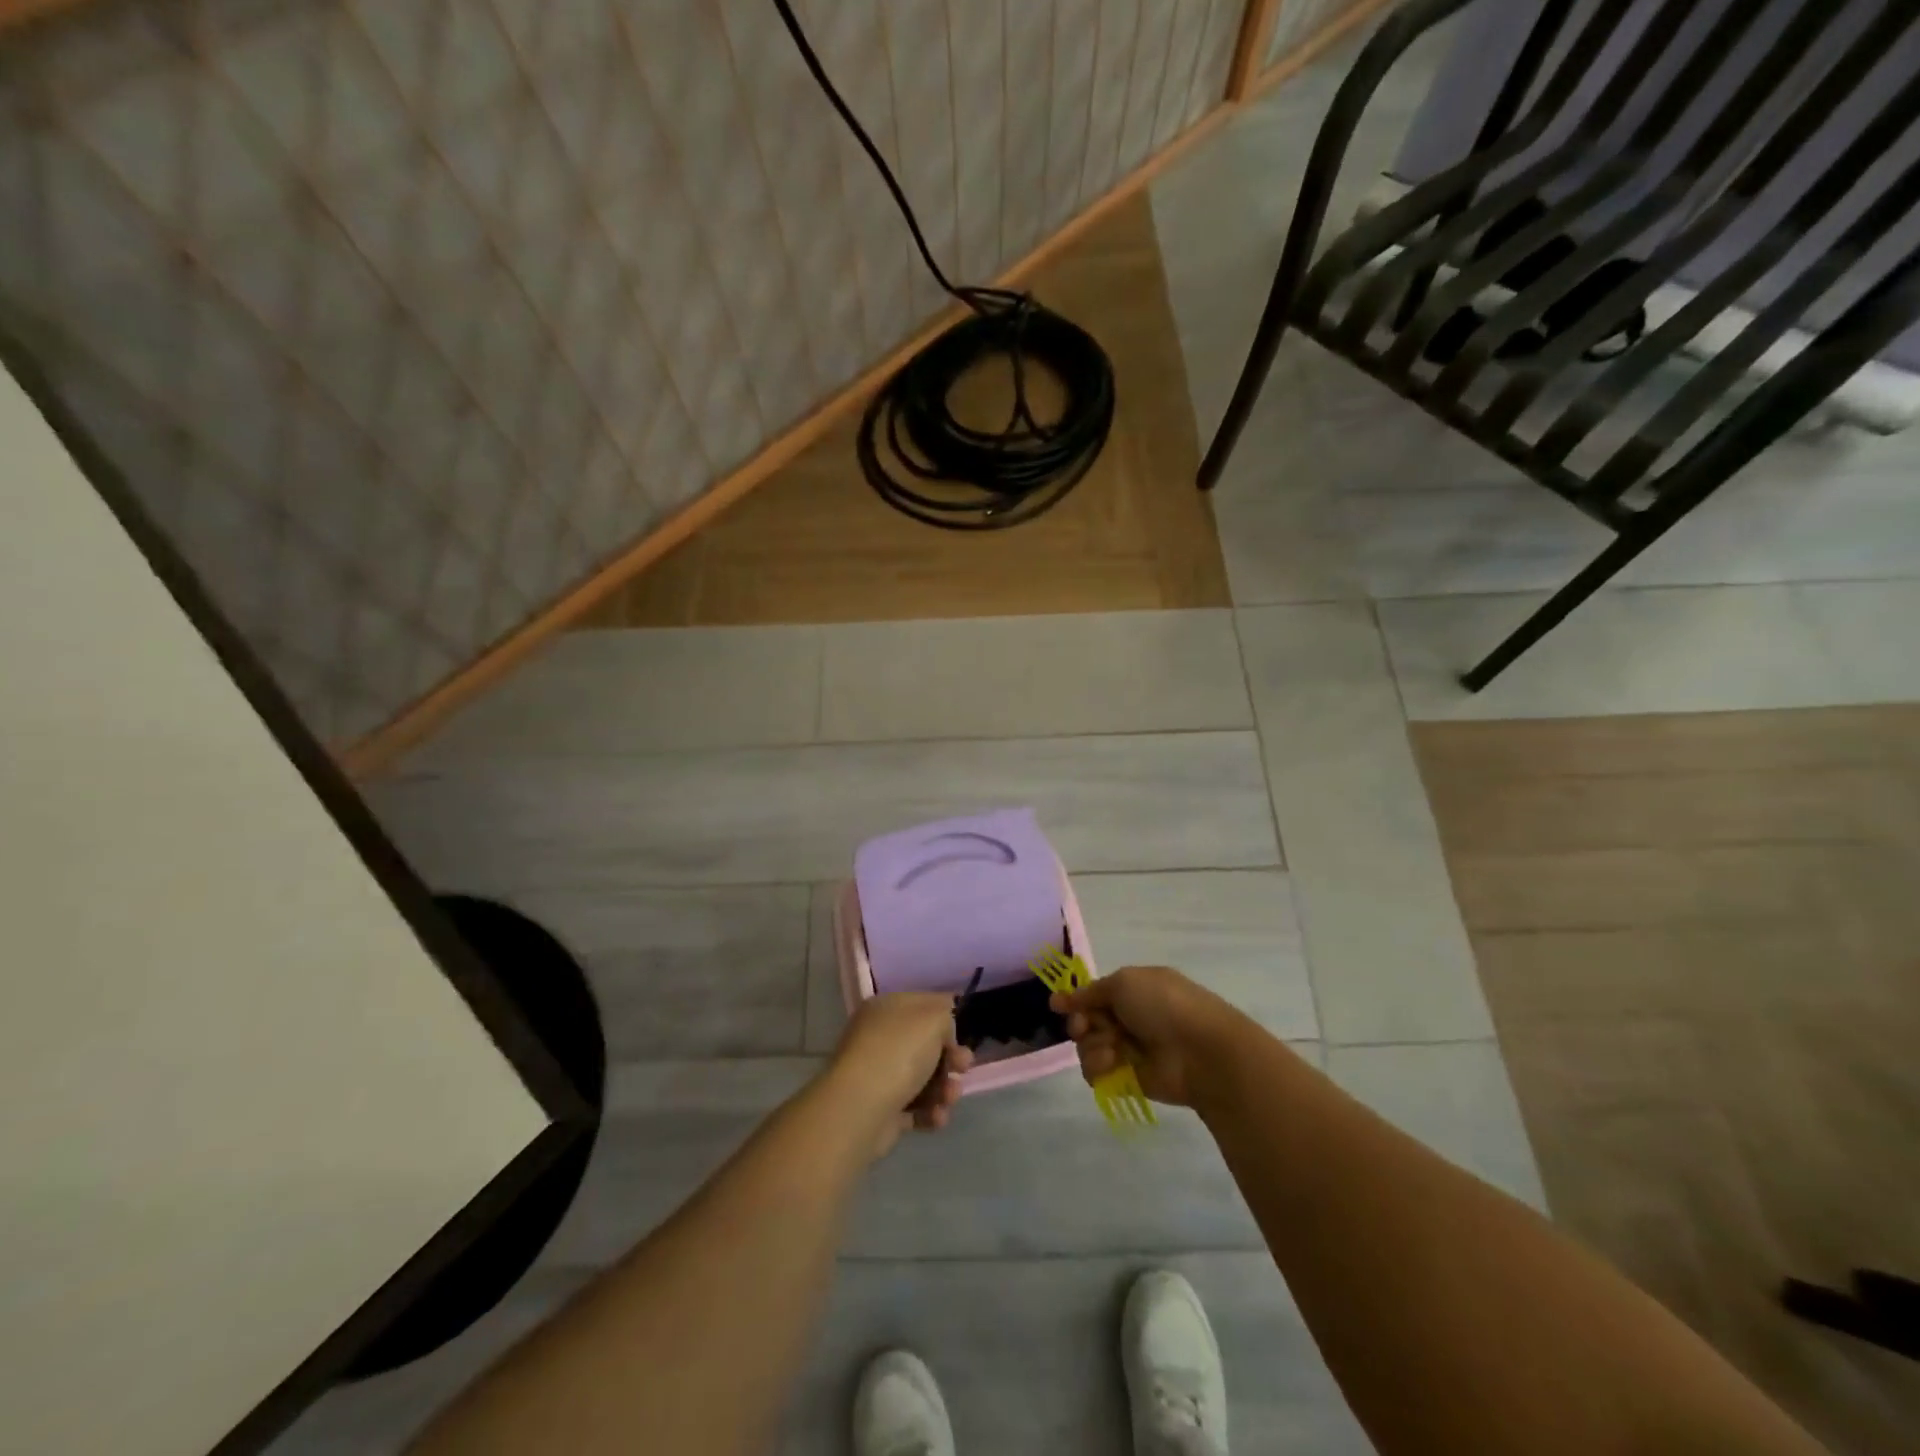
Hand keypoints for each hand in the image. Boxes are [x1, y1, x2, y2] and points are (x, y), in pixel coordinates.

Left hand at [826, 993, 973, 1157]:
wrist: (860, 1108)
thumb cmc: (898, 1053)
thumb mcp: (933, 1018)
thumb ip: (946, 1016)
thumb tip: (943, 1034)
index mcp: (886, 1009)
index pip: (923, 1006)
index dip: (947, 1020)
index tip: (962, 1036)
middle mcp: (879, 1038)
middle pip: (926, 1046)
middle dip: (950, 1059)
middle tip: (962, 1068)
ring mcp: (878, 1075)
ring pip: (924, 1079)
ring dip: (944, 1089)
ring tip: (948, 1099)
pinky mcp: (881, 1110)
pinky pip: (914, 1108)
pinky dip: (930, 1113)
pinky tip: (936, 1117)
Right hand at [1050, 965, 1245, 1107]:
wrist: (1199, 1051)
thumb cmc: (1163, 1005)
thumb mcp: (1124, 983)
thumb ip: (1090, 992)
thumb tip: (1061, 998)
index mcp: (1133, 990)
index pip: (1094, 995)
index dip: (1076, 1000)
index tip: (1057, 1005)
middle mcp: (1129, 1018)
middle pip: (1086, 1021)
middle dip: (1081, 1023)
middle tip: (1084, 1026)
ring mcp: (1129, 1049)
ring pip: (1088, 1047)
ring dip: (1092, 1045)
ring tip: (1110, 1049)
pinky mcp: (1128, 1079)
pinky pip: (1097, 1073)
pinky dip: (1099, 1067)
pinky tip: (1113, 1064)